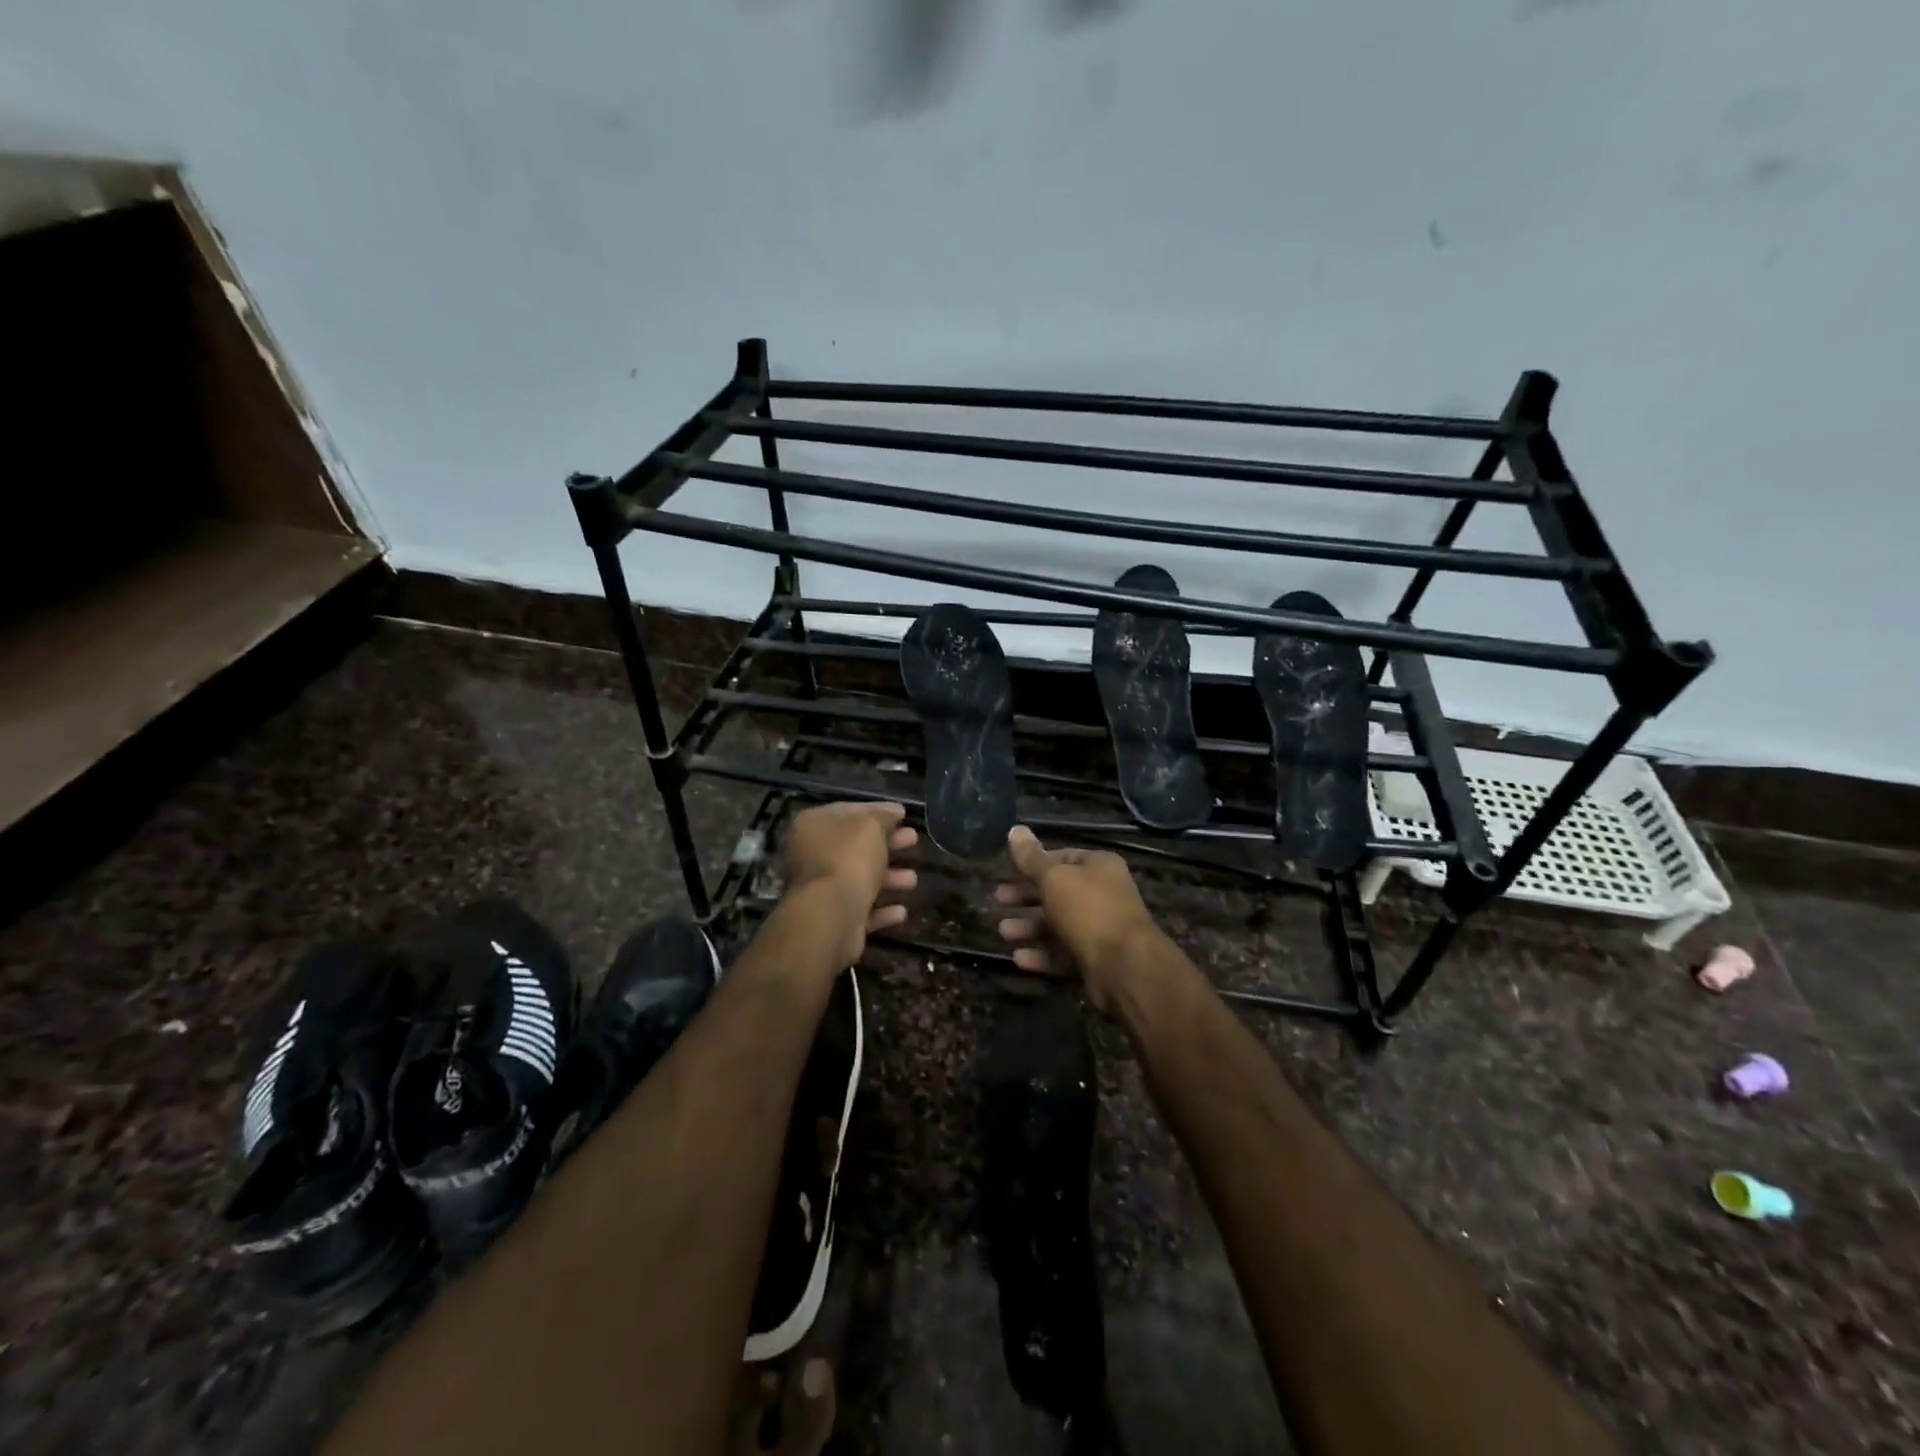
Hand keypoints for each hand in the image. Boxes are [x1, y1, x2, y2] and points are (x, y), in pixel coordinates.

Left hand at [784, 801, 917, 963]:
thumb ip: (883, 816)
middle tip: (913, 840)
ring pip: (860, 878)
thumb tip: (893, 812)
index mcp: (813, 825)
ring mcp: (820, 889)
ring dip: (889, 878)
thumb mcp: (870, 826)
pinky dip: (881, 910)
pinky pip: (860, 909)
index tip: (904, 815)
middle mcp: (811, 855)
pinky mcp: (832, 918)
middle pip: (856, 845)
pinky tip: (901, 911)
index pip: (849, 811)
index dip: (879, 811)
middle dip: (888, 844)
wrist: (830, 916)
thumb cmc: (849, 859)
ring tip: (912, 880)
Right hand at [994, 825, 1166, 1012]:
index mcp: (1099, 867)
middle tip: (998, 899)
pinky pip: (1063, 954)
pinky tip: (1018, 958)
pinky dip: (1041, 955)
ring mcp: (1101, 929)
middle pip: (1057, 892)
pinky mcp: (1096, 960)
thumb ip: (1031, 858)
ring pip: (1058, 925)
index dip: (1034, 863)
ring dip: (1029, 927)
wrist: (1124, 966)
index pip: (1062, 857)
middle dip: (1026, 896)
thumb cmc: (1087, 909)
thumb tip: (1015, 829)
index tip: (1007, 871)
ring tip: (1002, 932)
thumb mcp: (1054, 877)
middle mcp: (1103, 894)